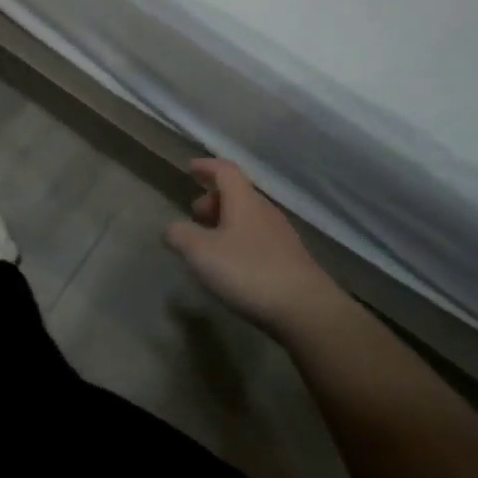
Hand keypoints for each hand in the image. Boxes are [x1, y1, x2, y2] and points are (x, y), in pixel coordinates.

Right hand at [164, 159, 342, 337]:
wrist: (307, 311)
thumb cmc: (248, 271)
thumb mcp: (200, 253)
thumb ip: (179, 236)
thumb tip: (171, 229)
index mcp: (244, 201)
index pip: (225, 170)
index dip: (206, 167)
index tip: (190, 168)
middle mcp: (265, 212)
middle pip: (238, 194)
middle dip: (213, 199)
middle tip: (195, 214)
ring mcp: (282, 236)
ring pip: (249, 217)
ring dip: (227, 222)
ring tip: (209, 242)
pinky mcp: (291, 261)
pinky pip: (258, 239)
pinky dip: (240, 241)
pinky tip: (233, 265)